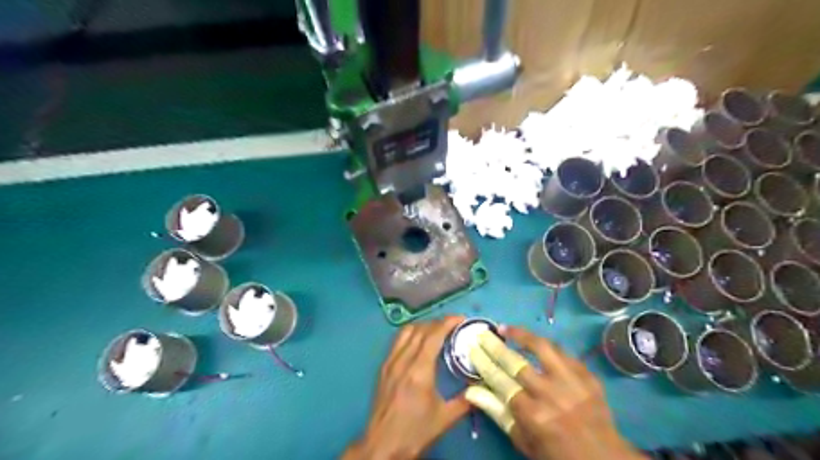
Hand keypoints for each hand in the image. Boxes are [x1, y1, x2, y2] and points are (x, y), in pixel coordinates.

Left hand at [344, 318, 470, 459]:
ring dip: (423, 326)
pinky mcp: (383, 367)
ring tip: (437, 331)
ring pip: (406, 331)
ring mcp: (390, 362)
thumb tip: (481, 388)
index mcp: (419, 370)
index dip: (448, 322)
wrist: (382, 446)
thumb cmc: (415, 432)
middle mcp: (403, 360)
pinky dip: (410, 334)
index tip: (461, 319)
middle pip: (420, 329)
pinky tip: (419, 343)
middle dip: (438, 323)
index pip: (433, 335)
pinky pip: (397, 341)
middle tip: (453, 326)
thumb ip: (465, 400)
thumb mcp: (444, 419)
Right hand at [465, 327, 643, 459]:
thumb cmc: (556, 453)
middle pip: (516, 362)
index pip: (500, 380)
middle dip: (496, 346)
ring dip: (522, 335)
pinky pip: (564, 353)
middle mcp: (550, 394)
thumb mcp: (523, 441)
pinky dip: (547, 346)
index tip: (473, 349)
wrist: (604, 458)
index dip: (484, 362)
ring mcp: (572, 382)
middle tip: (484, 334)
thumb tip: (471, 391)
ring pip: (542, 348)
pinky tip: (537, 343)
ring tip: (508, 329)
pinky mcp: (588, 376)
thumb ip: (497, 413)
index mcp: (533, 414)